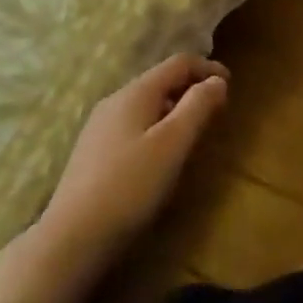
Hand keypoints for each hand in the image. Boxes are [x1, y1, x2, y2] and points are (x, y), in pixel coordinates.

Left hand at [27, 54, 229, 281]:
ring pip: (146, 104)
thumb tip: (217, 80)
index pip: (178, 63)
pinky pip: (134, 125)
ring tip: (193, 132)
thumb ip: (198, 106)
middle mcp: (114, 102)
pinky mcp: (93, 153)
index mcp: (135, 93)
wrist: (71, 239)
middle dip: (191, 89)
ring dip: (175, 109)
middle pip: (161, 81)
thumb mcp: (173, 143)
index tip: (230, 85)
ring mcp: (99, 128)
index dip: (208, 68)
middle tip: (216, 110)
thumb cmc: (130, 186)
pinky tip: (161, 154)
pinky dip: (157, 127)